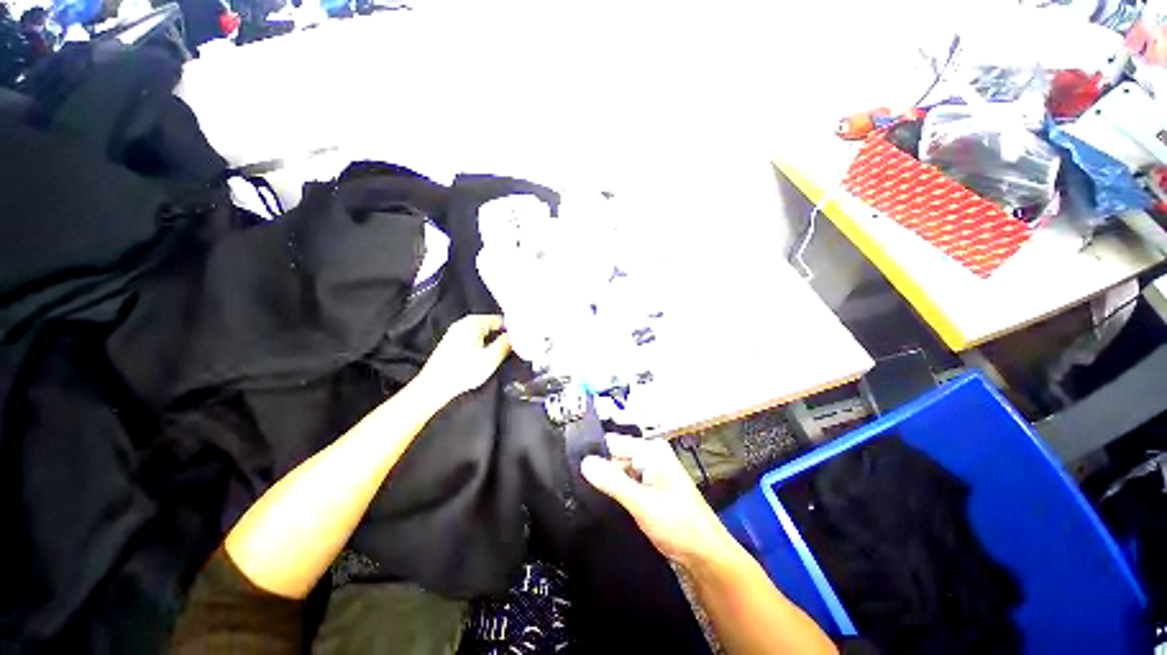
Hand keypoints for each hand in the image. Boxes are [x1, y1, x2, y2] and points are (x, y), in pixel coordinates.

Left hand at [416, 315, 511, 401]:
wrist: (434, 387)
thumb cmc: (463, 371)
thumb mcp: (491, 358)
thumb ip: (506, 344)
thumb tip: (516, 336)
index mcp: (473, 322)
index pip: (501, 320)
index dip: (511, 331)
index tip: (519, 342)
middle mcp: (464, 323)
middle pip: (491, 326)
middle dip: (501, 337)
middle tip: (510, 351)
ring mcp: (456, 332)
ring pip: (483, 334)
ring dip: (492, 343)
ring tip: (498, 356)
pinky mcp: (452, 343)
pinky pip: (474, 339)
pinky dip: (482, 347)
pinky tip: (483, 359)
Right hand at [581, 435, 737, 569]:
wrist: (706, 558)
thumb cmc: (681, 527)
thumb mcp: (644, 504)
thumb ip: (613, 482)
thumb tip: (584, 462)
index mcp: (652, 450)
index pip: (613, 442)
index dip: (594, 455)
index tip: (574, 469)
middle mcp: (650, 456)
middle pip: (614, 456)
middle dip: (600, 470)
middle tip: (580, 488)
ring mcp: (650, 472)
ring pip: (618, 471)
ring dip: (606, 483)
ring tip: (589, 497)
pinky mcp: (648, 489)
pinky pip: (625, 483)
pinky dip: (615, 492)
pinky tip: (605, 502)